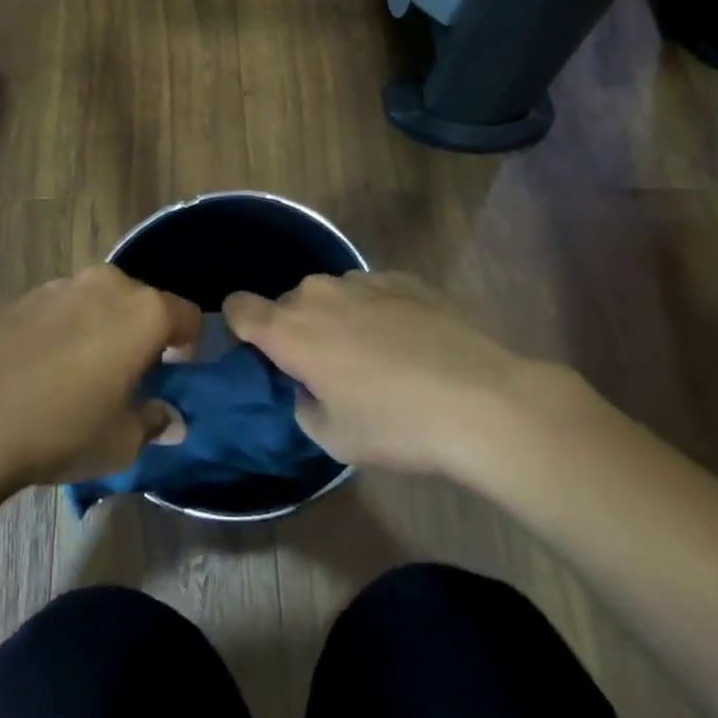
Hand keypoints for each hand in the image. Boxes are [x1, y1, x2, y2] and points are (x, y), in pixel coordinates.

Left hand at [0, 266, 201, 490]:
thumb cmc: (61, 429)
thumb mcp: (120, 442)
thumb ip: (153, 422)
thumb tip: (170, 419)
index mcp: (144, 312)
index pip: (187, 315)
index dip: (188, 345)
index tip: (174, 375)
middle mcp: (107, 284)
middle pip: (141, 302)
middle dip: (142, 334)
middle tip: (128, 377)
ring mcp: (60, 285)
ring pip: (98, 302)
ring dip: (101, 329)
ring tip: (80, 376)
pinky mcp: (22, 297)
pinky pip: (60, 310)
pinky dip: (63, 331)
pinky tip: (40, 372)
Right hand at [224, 271, 559, 479]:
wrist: (479, 399)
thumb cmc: (395, 425)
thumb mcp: (333, 439)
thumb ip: (303, 405)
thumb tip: (308, 386)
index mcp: (289, 330)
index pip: (237, 307)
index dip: (241, 327)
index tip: (262, 354)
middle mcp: (317, 293)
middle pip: (287, 303)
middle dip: (296, 330)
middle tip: (327, 370)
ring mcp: (362, 280)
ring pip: (330, 295)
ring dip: (337, 318)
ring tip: (374, 357)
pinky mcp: (402, 278)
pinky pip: (369, 291)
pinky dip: (375, 311)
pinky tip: (408, 343)